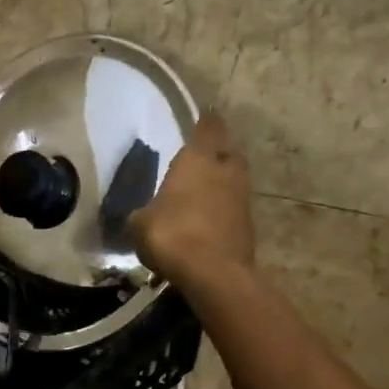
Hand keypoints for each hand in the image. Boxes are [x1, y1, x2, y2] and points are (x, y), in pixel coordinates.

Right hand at [129, 111, 255, 289]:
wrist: (213, 273)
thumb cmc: (172, 234)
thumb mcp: (140, 223)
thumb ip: (143, 212)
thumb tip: (143, 214)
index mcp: (198, 159)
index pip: (207, 127)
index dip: (205, 121)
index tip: (202, 116)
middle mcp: (225, 170)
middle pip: (226, 151)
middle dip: (216, 152)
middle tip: (200, 156)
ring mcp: (241, 197)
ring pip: (233, 179)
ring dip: (220, 181)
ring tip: (201, 189)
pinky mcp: (248, 224)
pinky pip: (233, 206)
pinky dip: (222, 207)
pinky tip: (206, 218)